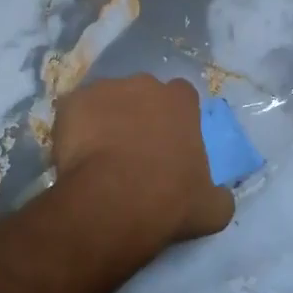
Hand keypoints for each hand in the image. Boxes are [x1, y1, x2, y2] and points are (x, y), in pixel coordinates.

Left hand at [50, 76, 232, 248]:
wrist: (114, 201)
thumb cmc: (170, 200)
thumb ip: (219, 194)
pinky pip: (74, 112)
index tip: (169, 142)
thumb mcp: (211, 208)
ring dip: (105, 119)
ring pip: (106, 100)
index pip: (182, 98)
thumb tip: (219, 194)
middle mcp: (145, 84)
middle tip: (133, 149)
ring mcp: (105, 89)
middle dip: (139, 114)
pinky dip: (74, 128)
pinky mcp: (73, 102)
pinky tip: (74, 156)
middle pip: (143, 94)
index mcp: (181, 101)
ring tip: (100, 155)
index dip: (174, 118)